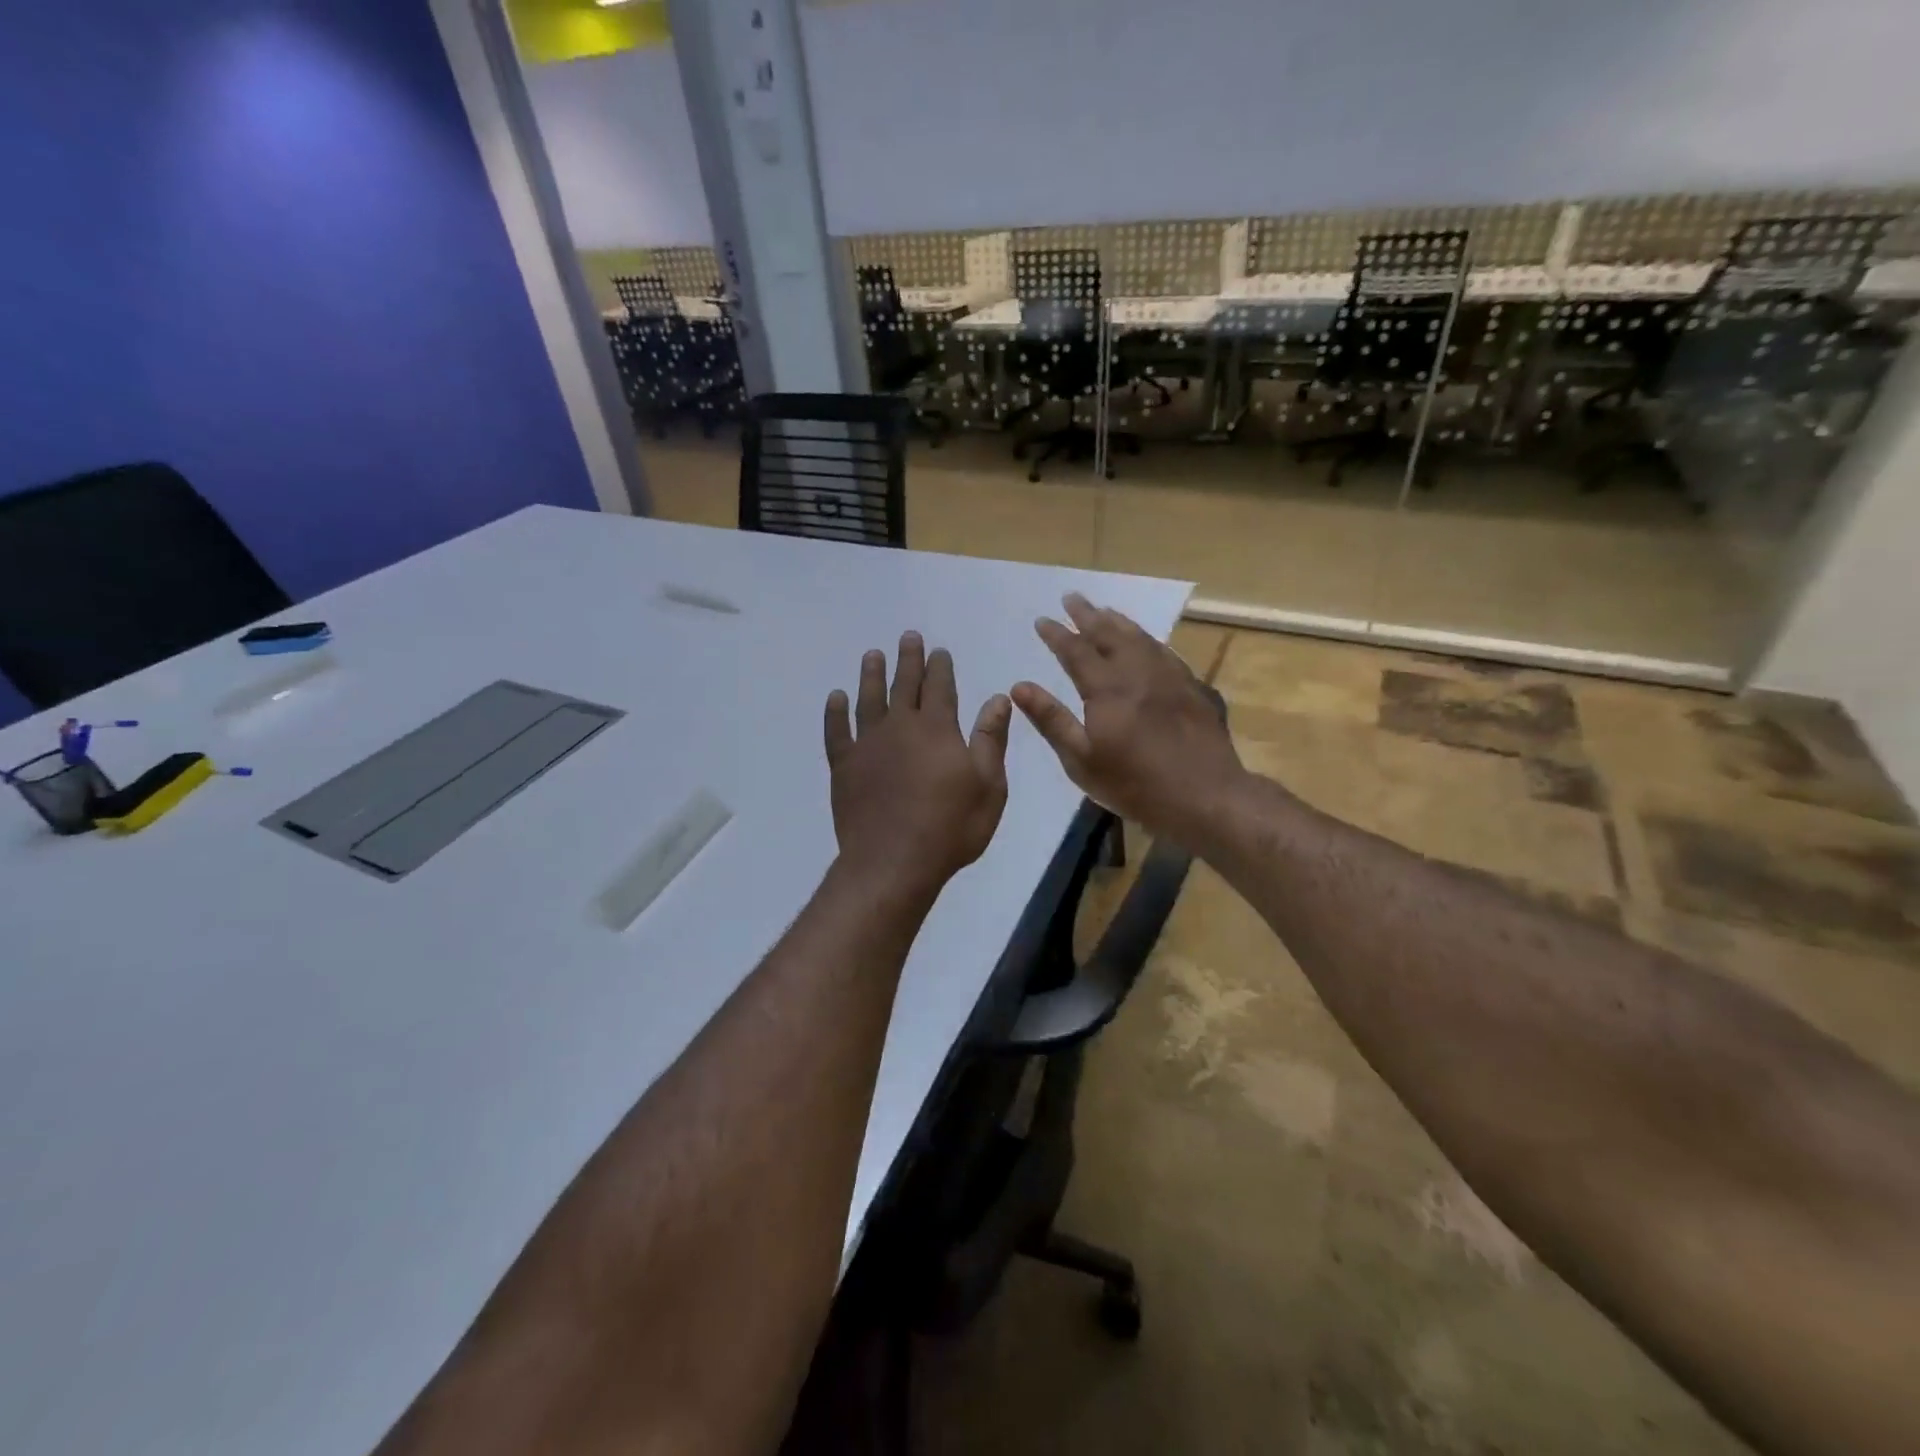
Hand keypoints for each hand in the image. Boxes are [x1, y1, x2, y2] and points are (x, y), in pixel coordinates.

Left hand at [825, 632, 1011, 900]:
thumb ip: (991, 739)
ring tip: (872, 655)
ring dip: (871, 675)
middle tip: (907, 637)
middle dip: (908, 659)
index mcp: (937, 729)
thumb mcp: (988, 786)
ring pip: (868, 699)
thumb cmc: (950, 827)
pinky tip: (835, 698)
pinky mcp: (843, 766)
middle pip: (904, 685)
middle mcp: (900, 727)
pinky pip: (836, 731)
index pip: (940, 687)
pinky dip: (834, 712)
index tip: (939, 650)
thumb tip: (998, 699)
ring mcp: (867, 745)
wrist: (893, 862)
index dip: (940, 667)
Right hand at [1012, 594, 1243, 844]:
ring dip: (1117, 621)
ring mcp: (1168, 676)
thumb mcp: (1082, 760)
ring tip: (1103, 609)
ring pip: (1139, 637)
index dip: (1057, 635)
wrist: (1205, 795)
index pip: (1075, 651)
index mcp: (1107, 688)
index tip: (1042, 620)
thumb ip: (1051, 720)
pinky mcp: (1191, 686)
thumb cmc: (1135, 784)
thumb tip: (1018, 687)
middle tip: (1072, 597)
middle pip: (1108, 634)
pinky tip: (1144, 640)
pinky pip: (1163, 650)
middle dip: (1087, 615)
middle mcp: (1137, 672)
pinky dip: (1146, 638)